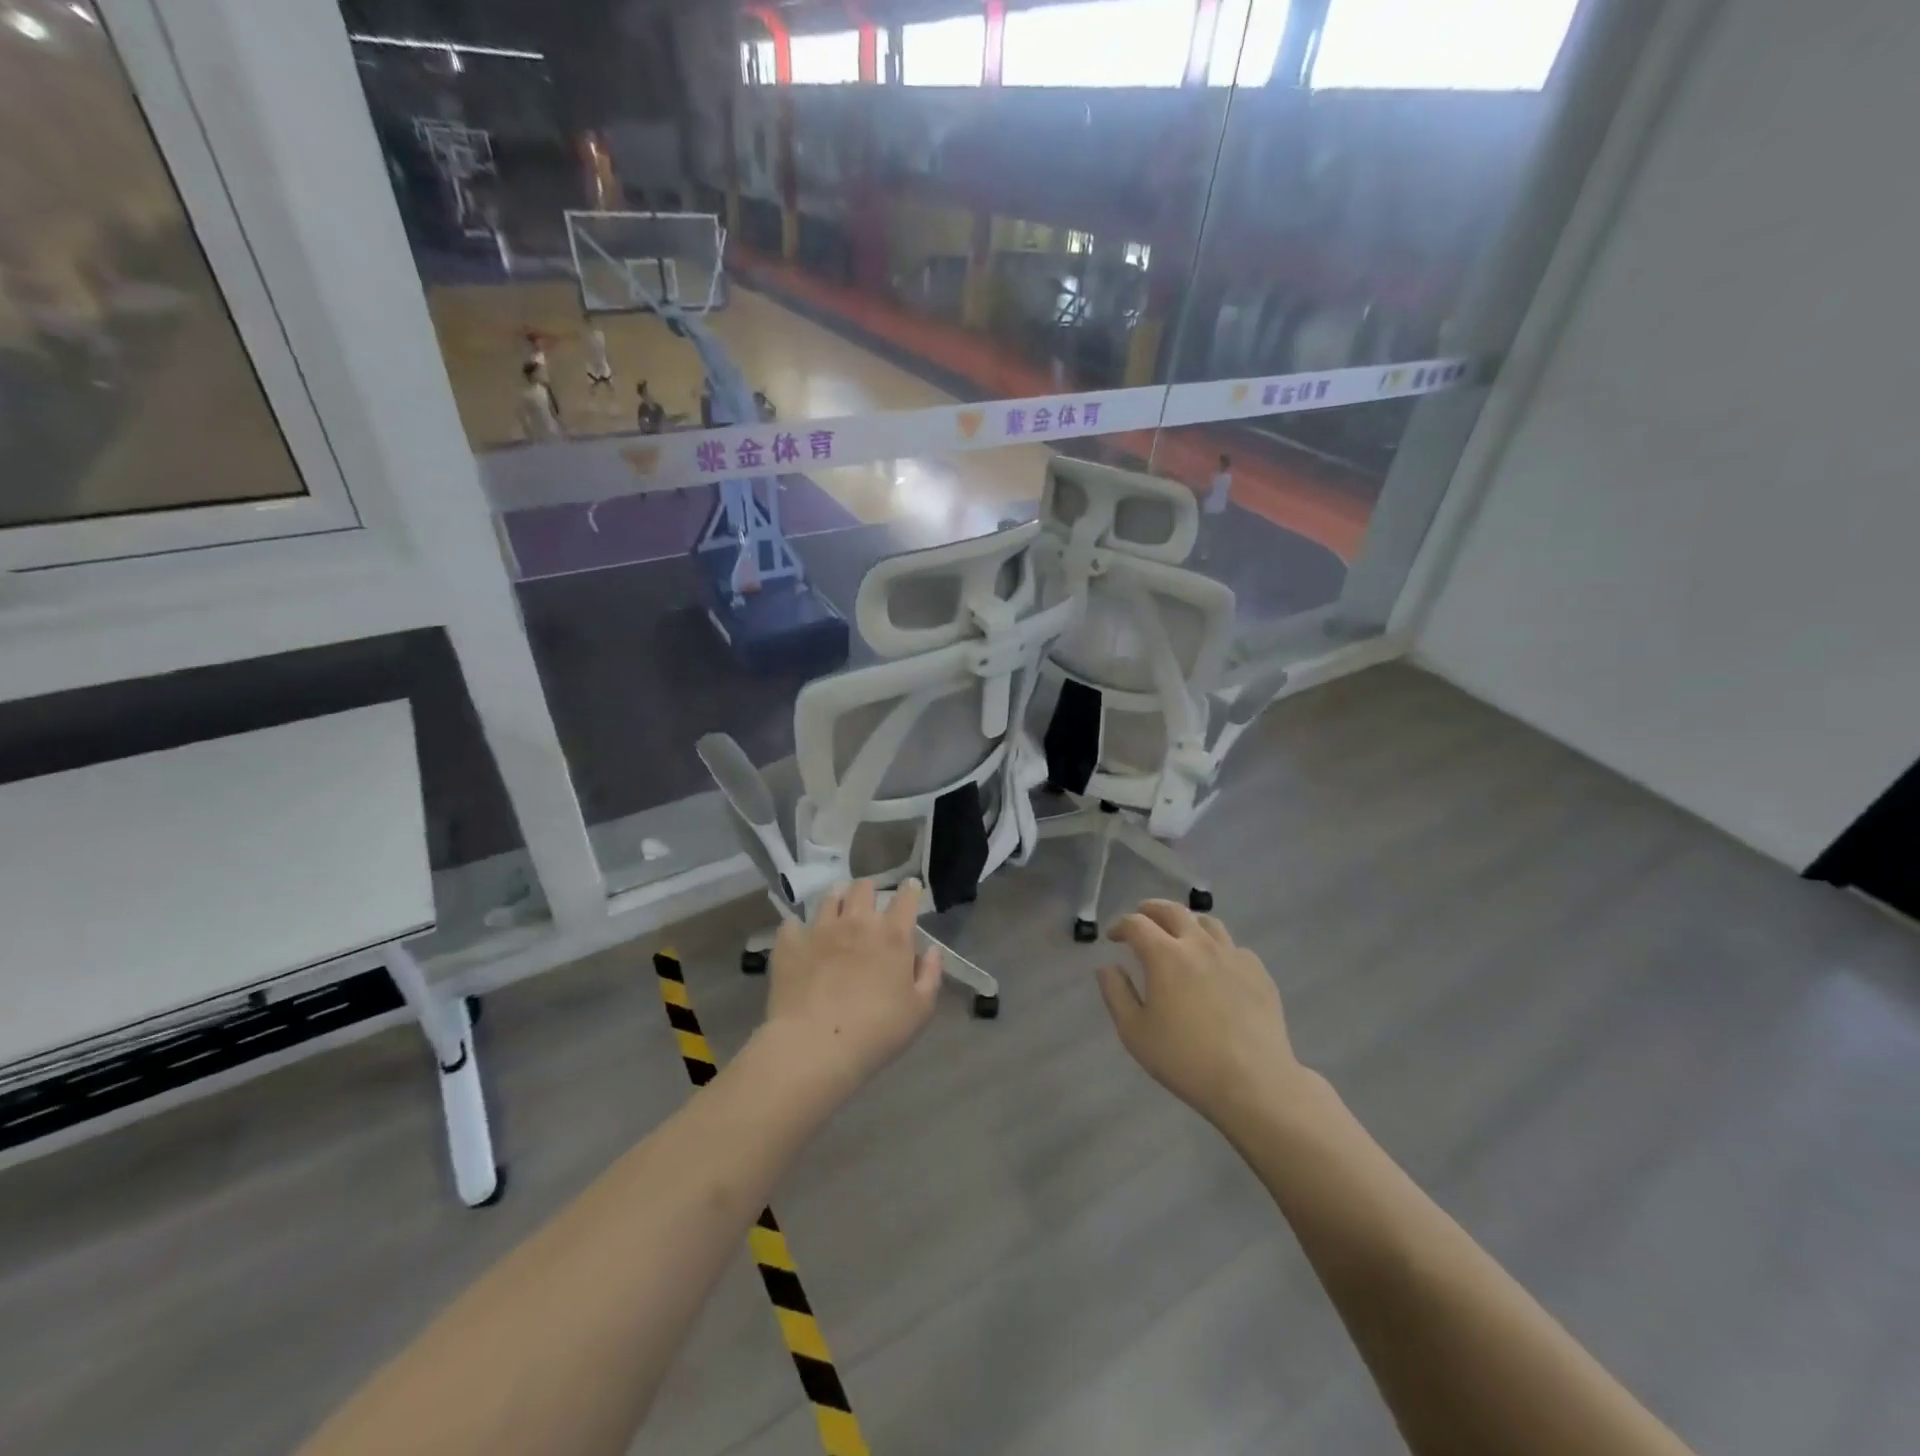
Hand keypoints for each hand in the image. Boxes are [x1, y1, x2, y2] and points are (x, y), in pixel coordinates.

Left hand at [758, 879, 942, 1099]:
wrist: (815, 1045)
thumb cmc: (877, 1032)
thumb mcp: (920, 1010)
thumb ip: (930, 975)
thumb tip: (932, 950)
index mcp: (893, 936)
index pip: (906, 898)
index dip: (910, 889)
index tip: (910, 888)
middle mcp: (857, 923)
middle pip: (863, 888)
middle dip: (869, 890)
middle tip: (869, 902)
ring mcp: (820, 930)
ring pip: (829, 898)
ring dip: (837, 899)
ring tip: (837, 908)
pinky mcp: (790, 944)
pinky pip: (792, 924)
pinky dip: (797, 928)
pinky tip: (799, 936)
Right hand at [1096, 900, 1306, 1127]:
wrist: (1253, 1082)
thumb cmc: (1185, 1059)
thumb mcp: (1135, 1032)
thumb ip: (1116, 994)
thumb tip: (1107, 967)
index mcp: (1165, 955)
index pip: (1136, 924)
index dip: (1120, 926)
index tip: (1113, 937)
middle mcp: (1199, 944)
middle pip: (1173, 910)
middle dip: (1151, 909)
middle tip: (1142, 917)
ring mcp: (1233, 955)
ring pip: (1207, 922)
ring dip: (1186, 922)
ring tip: (1180, 934)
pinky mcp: (1258, 972)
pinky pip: (1233, 947)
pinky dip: (1217, 947)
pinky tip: (1215, 966)